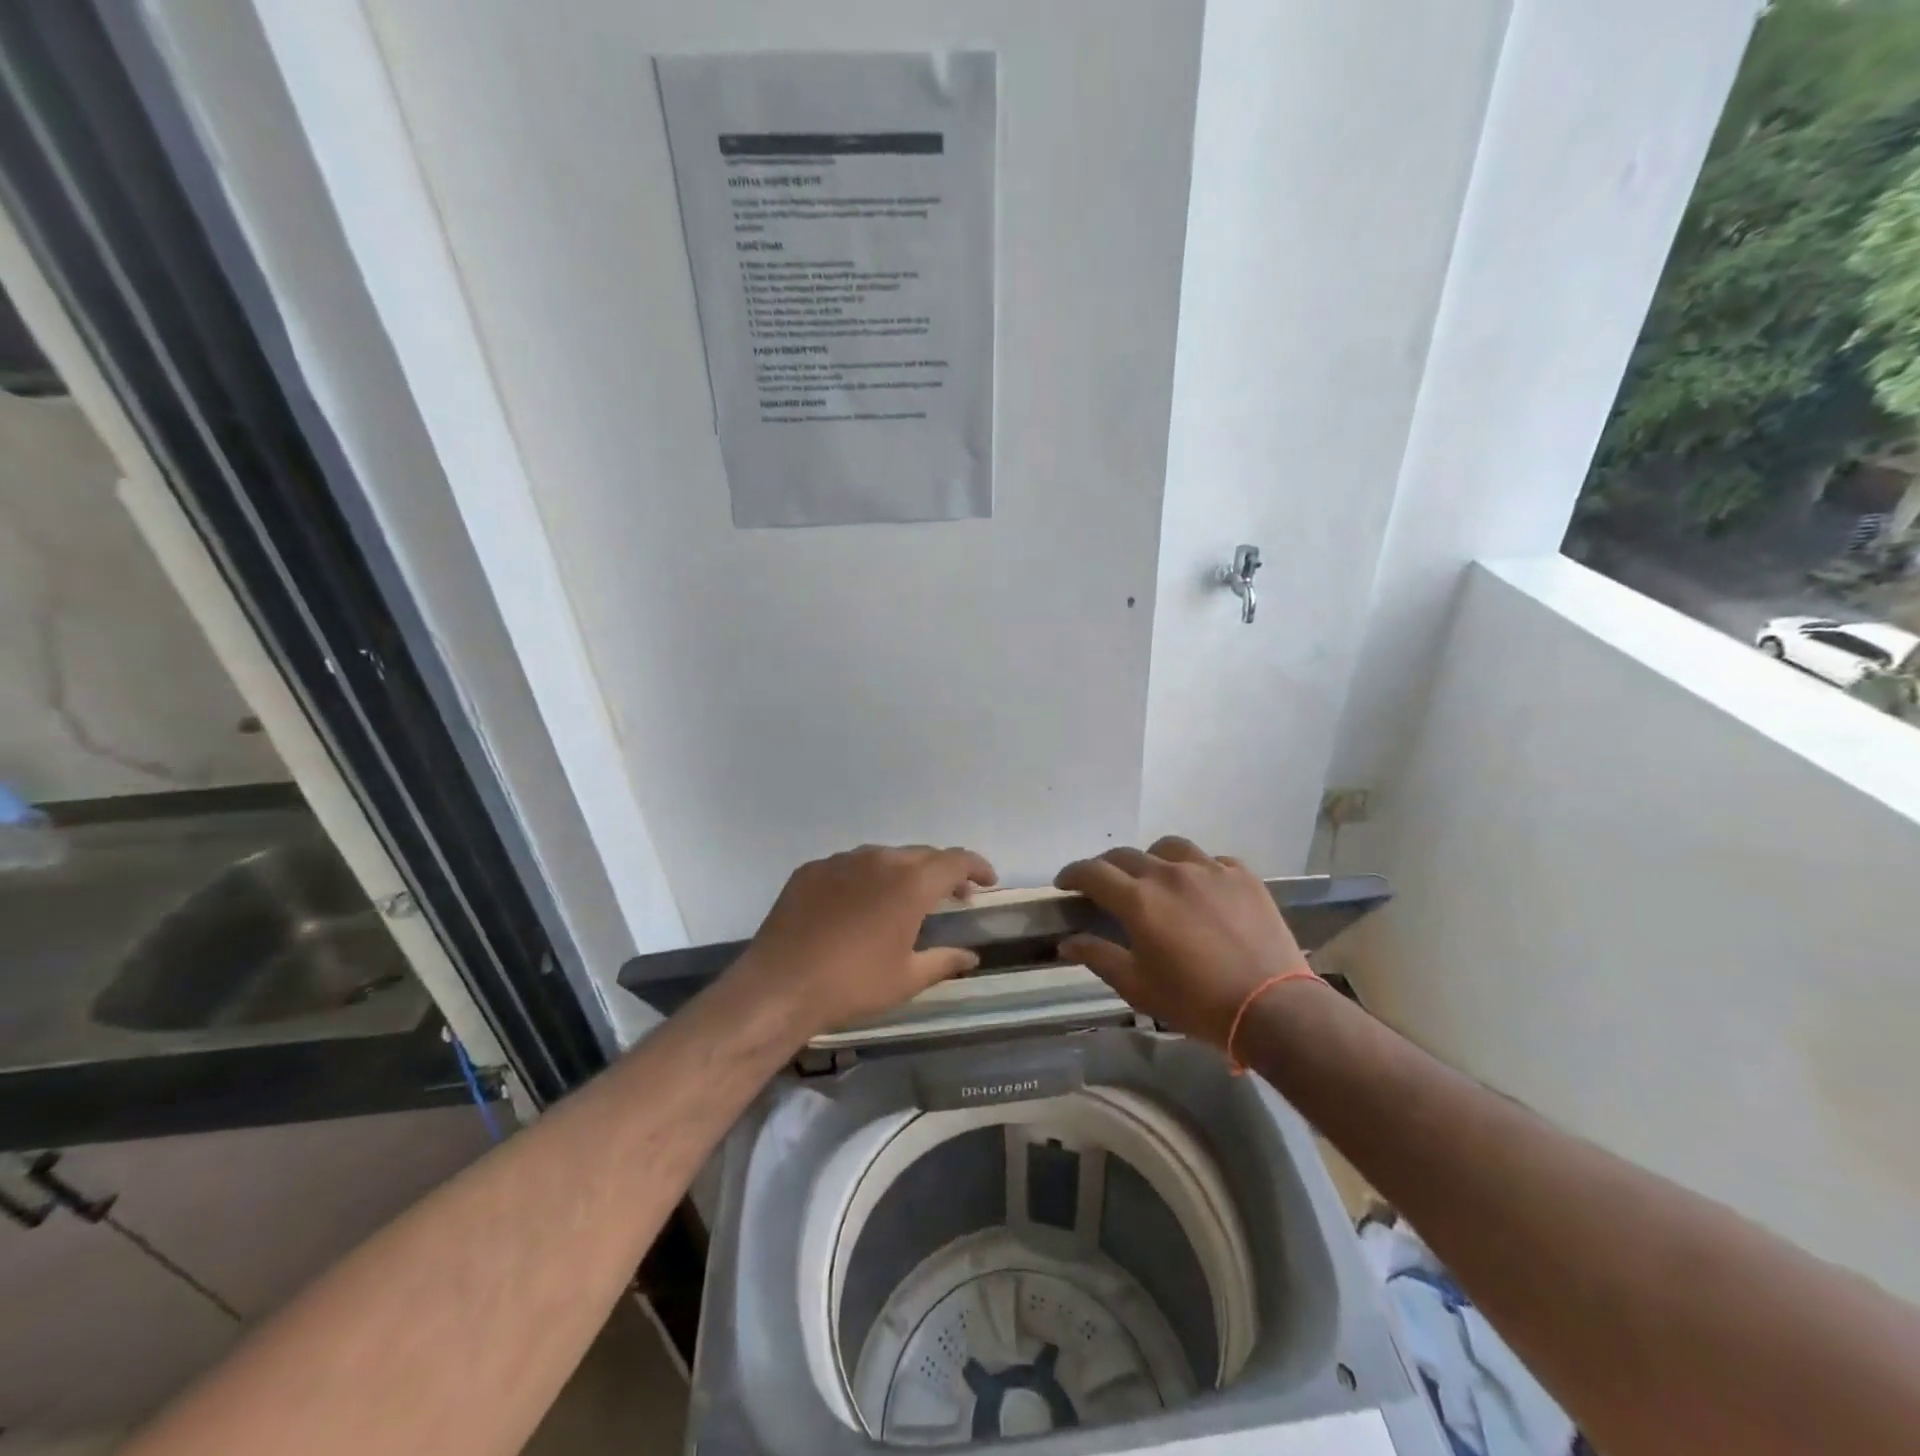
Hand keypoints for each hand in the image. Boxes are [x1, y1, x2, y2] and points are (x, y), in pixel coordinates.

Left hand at [728, 844, 997, 1042]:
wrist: (780, 986)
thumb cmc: (853, 984)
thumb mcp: (907, 978)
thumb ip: (944, 961)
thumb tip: (971, 957)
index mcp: (911, 882)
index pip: (956, 860)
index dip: (977, 867)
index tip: (987, 881)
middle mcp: (879, 859)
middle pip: (922, 855)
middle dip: (942, 871)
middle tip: (954, 894)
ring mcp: (841, 861)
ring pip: (884, 857)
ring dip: (903, 872)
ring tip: (905, 899)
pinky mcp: (811, 870)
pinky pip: (850, 866)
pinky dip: (865, 878)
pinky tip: (859, 905)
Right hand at [1054, 836, 1309, 1048]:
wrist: (1272, 1008)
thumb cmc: (1196, 1002)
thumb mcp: (1137, 986)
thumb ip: (1098, 956)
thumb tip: (1066, 940)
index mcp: (1138, 899)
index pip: (1092, 872)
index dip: (1072, 874)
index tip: (1064, 884)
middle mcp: (1169, 873)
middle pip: (1126, 855)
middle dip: (1106, 867)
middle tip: (1103, 886)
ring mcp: (1208, 869)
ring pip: (1168, 848)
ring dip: (1151, 859)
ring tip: (1153, 878)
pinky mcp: (1241, 875)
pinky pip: (1210, 860)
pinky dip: (1195, 870)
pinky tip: (1200, 889)